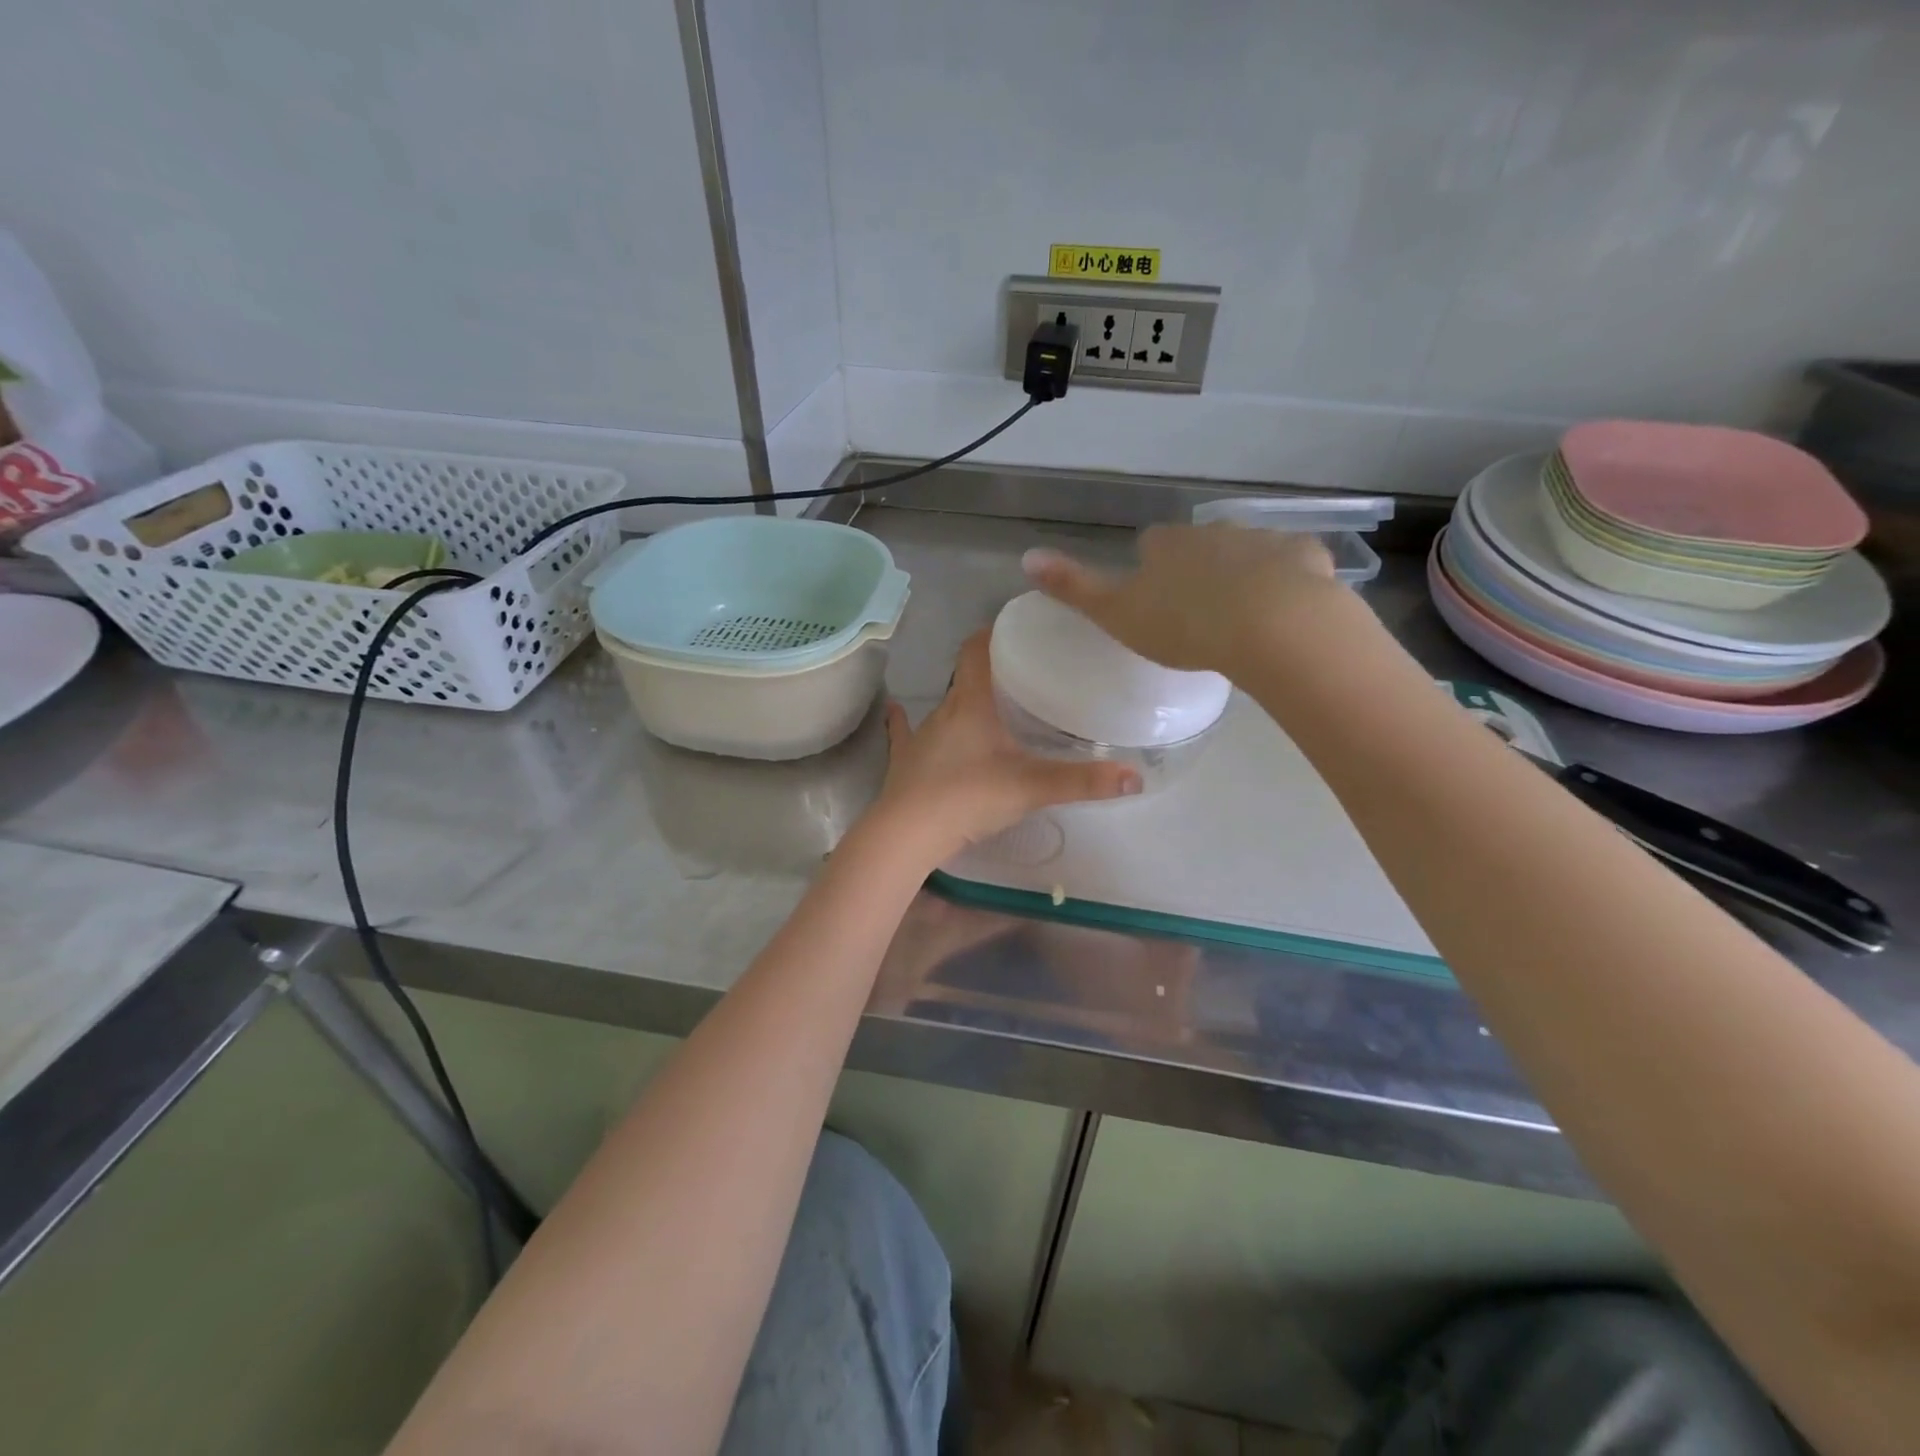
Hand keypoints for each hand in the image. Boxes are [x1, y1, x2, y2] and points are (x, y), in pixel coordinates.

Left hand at [867, 632, 1140, 861]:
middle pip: (966, 679)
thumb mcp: (1031, 787)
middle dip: (990, 672)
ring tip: (987, 703)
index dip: (993, 633)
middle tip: (1020, 674)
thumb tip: (1135, 777)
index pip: (977, 651)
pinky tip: (897, 709)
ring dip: (962, 701)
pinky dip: (905, 722)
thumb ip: (1082, 781)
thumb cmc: (969, 797)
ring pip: (944, 707)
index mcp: (971, 704)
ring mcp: (919, 736)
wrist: (908, 835)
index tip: (1015, 628)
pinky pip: (905, 733)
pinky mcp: (903, 761)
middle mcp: (943, 711)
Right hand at [1022, 524, 1339, 673]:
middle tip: (1198, 615)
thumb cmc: (1185, 625)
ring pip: (1248, 555)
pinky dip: (1288, 583)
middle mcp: (1214, 531)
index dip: (1151, 568)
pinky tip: (1286, 614)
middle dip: (1199, 571)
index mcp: (1168, 545)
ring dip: (1244, 577)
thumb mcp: (1116, 613)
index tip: (1155, 600)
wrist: (1272, 626)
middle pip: (1201, 546)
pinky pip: (1293, 566)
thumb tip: (1025, 556)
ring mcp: (1264, 541)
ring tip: (1242, 621)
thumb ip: (1073, 587)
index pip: (1152, 545)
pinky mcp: (1307, 557)